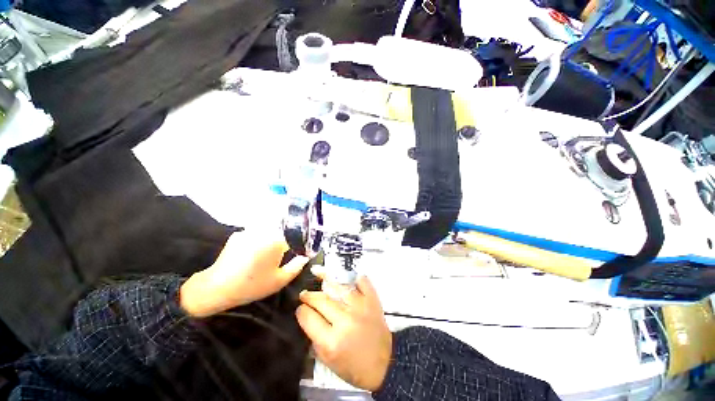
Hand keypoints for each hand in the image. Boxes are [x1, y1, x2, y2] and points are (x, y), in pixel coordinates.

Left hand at [180, 230, 308, 317]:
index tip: (297, 252)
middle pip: (282, 231)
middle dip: (285, 241)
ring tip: (267, 256)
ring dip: (272, 239)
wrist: (215, 289)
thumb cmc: (251, 286)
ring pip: (269, 231)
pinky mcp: (239, 234)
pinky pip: (256, 233)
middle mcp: (264, 230)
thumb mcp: (279, 281)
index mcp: (276, 240)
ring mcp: (249, 231)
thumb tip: (305, 257)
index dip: (298, 243)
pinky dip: (259, 240)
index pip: (295, 235)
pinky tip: (254, 254)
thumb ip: (296, 266)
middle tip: (282, 255)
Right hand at [296, 275, 391, 391]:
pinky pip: (361, 281)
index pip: (308, 317)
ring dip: (326, 281)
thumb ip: (314, 337)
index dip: (301, 311)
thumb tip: (306, 315)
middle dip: (309, 296)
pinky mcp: (372, 300)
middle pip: (321, 299)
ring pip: (338, 286)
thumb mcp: (327, 360)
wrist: (384, 364)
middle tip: (305, 294)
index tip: (300, 308)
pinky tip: (344, 278)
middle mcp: (345, 320)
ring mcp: (360, 306)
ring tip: (319, 279)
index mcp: (331, 341)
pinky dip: (353, 277)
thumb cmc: (352, 366)